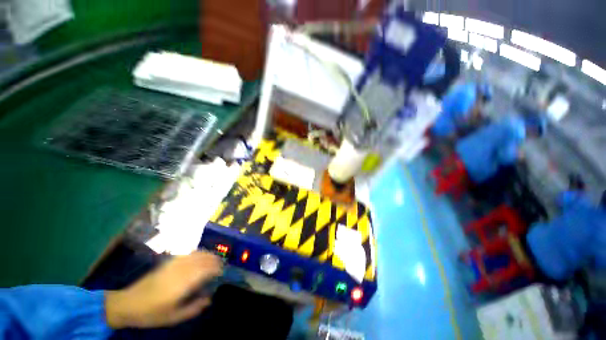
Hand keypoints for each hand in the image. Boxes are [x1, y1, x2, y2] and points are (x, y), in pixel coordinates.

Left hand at [105, 251, 222, 328]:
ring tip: (214, 260)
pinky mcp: (169, 262)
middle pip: (203, 259)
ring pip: (197, 254)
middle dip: (215, 260)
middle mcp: (180, 270)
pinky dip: (198, 253)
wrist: (128, 303)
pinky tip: (201, 256)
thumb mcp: (173, 318)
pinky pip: (188, 253)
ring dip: (208, 255)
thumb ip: (193, 308)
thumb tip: (209, 299)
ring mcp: (174, 264)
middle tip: (222, 266)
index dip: (217, 268)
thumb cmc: (151, 313)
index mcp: (182, 284)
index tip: (223, 272)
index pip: (206, 270)